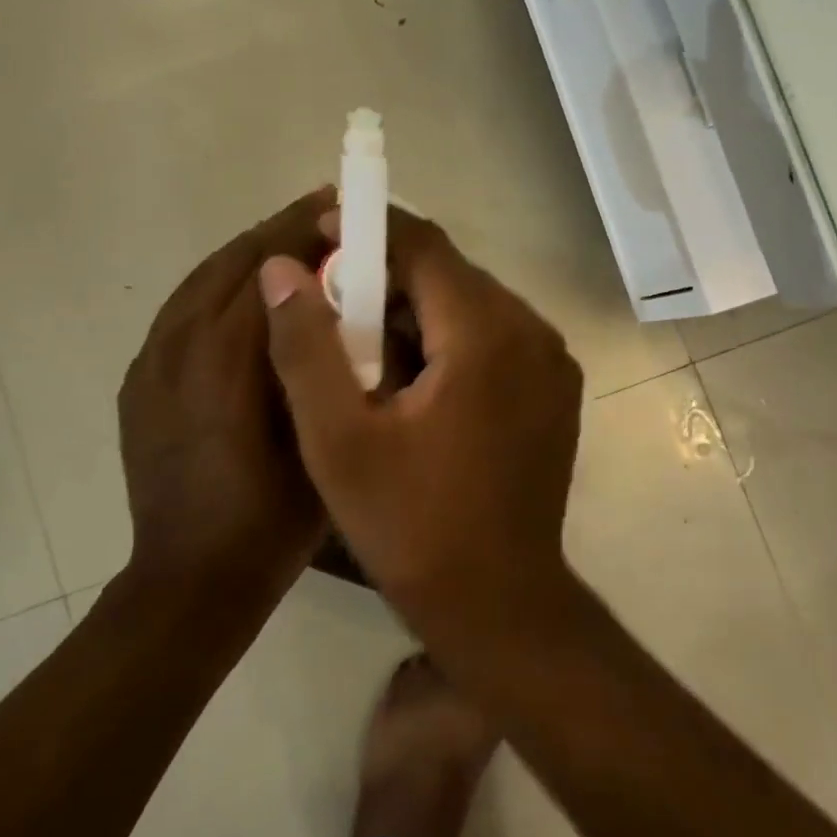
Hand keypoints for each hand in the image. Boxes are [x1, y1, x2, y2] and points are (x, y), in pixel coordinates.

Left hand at [118, 189, 334, 593]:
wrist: (189, 580)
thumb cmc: (270, 518)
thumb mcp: (318, 437)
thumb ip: (322, 362)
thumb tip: (336, 301)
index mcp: (224, 358)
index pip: (267, 268)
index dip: (304, 230)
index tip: (338, 205)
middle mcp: (178, 345)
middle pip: (230, 263)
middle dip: (278, 232)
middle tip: (321, 214)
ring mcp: (150, 362)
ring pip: (200, 281)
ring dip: (247, 255)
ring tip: (290, 247)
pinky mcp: (140, 380)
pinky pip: (181, 312)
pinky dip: (218, 288)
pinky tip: (247, 298)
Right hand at [257, 210, 583, 633]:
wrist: (499, 607)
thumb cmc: (411, 527)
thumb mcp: (338, 439)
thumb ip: (306, 346)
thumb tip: (281, 268)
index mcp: (487, 334)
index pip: (425, 246)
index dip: (369, 229)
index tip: (320, 230)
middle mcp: (532, 332)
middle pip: (450, 273)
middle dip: (386, 274)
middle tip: (329, 296)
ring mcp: (551, 362)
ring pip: (471, 304)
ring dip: (415, 307)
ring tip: (360, 340)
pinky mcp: (554, 389)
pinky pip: (493, 336)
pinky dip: (447, 337)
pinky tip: (410, 375)